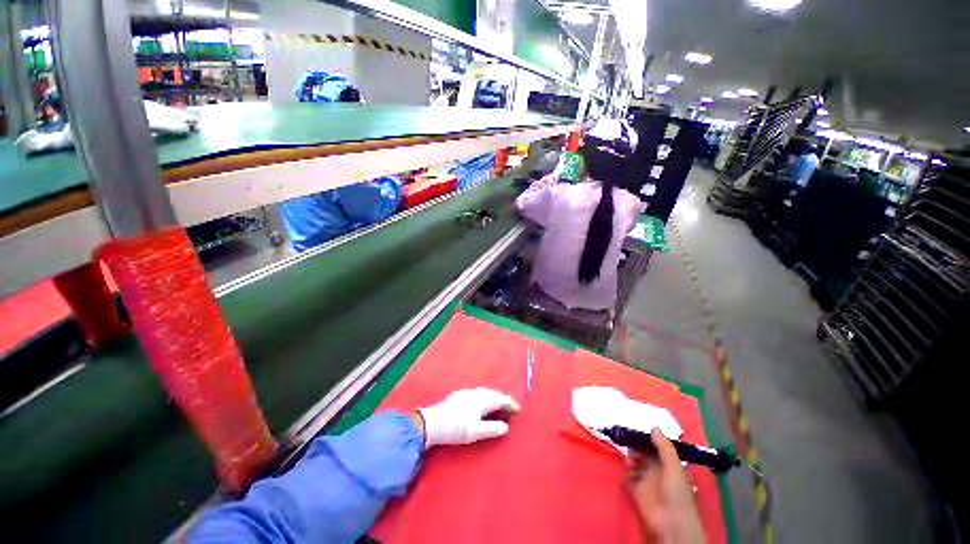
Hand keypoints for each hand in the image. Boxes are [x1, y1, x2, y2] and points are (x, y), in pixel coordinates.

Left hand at [417, 388, 519, 447]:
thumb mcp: (475, 432)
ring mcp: (466, 393)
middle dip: (503, 398)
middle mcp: (475, 393)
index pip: (500, 399)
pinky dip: (484, 396)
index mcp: (482, 400)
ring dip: (493, 396)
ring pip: (484, 392)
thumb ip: (492, 429)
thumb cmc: (455, 428)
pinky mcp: (458, 395)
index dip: (510, 404)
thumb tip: (506, 427)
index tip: (518, 409)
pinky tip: (480, 402)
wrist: (432, 423)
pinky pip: (477, 392)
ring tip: (498, 404)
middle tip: (510, 406)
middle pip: (493, 393)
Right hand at [627, 429, 704, 543]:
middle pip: (644, 453)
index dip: (649, 439)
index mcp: (669, 465)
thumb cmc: (676, 492)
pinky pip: (628, 475)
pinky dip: (626, 469)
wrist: (670, 521)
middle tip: (629, 436)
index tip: (639, 428)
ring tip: (628, 452)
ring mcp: (646, 480)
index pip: (657, 448)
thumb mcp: (674, 466)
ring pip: (635, 462)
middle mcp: (657, 470)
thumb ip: (664, 447)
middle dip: (637, 445)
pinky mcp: (636, 489)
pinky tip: (627, 464)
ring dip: (631, 456)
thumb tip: (654, 427)